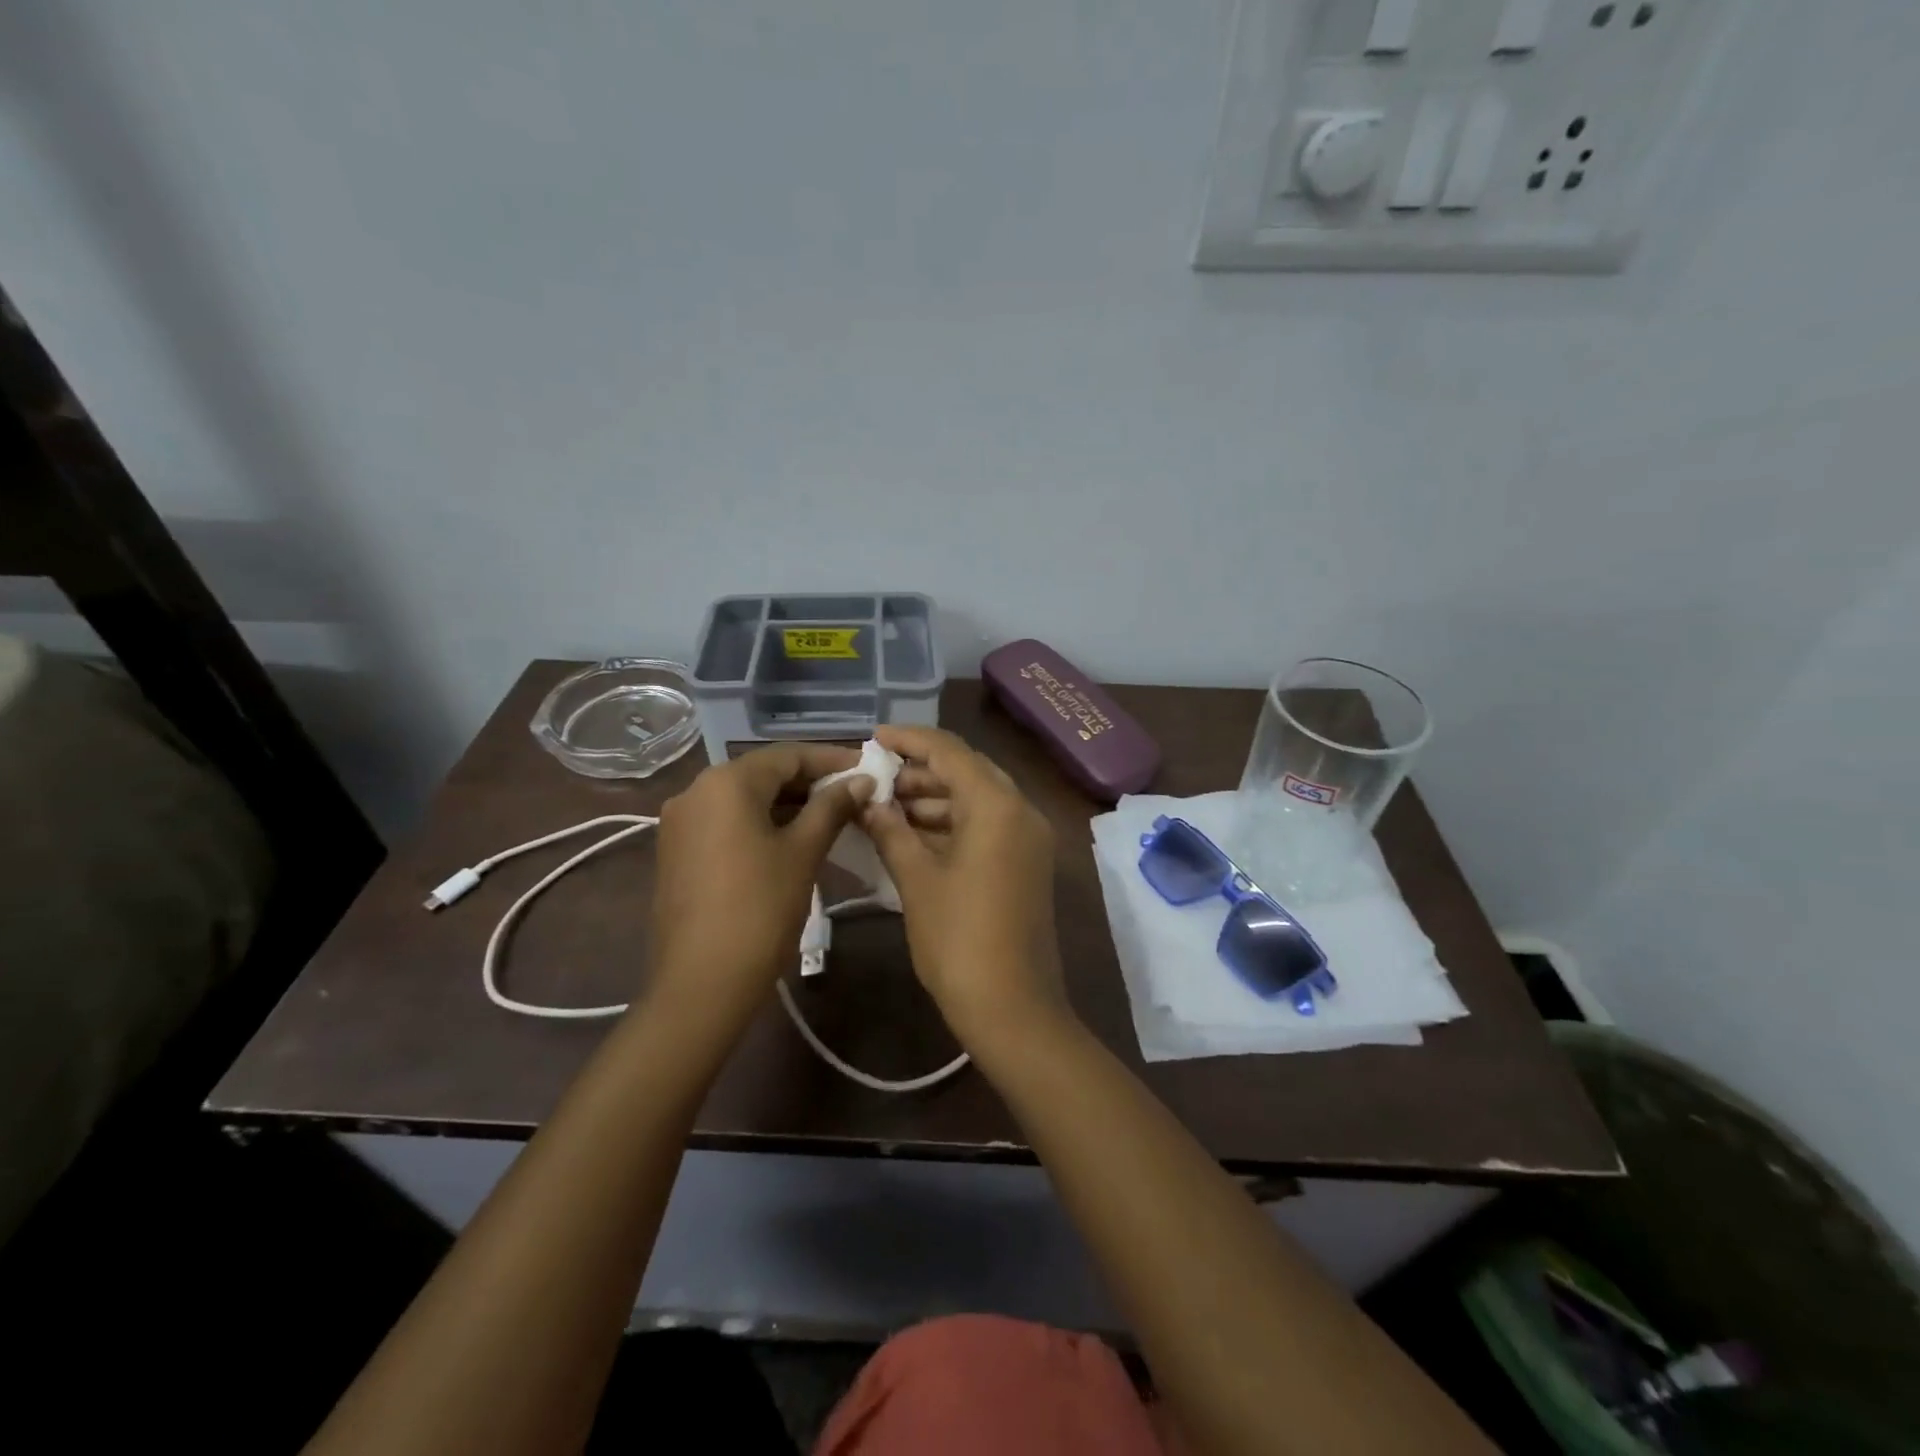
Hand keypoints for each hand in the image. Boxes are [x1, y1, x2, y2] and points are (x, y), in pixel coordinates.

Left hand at [649, 744, 869, 1030]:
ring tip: (833, 816)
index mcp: (726, 782)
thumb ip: (832, 808)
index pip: (788, 756)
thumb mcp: (803, 852)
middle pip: (764, 774)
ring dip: (789, 804)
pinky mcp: (678, 852)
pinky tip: (794, 839)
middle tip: (855, 795)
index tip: (867, 769)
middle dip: (811, 782)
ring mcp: (681, 823)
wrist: (702, 983)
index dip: (832, 760)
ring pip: (745, 799)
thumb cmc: (760, 909)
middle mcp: (696, 791)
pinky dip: (762, 823)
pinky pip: (728, 823)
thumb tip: (862, 781)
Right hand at [859, 725, 1068, 1046]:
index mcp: (997, 806)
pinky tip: (912, 834)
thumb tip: (868, 801)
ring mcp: (1028, 839)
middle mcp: (1021, 811)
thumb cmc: (959, 940)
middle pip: (967, 772)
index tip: (873, 738)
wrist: (1013, 1008)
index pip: (950, 751)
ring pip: (976, 800)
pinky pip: (986, 826)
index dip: (909, 740)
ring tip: (885, 808)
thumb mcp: (917, 880)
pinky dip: (951, 824)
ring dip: (933, 800)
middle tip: (875, 779)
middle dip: (919, 772)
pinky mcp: (1026, 863)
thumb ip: (891, 831)